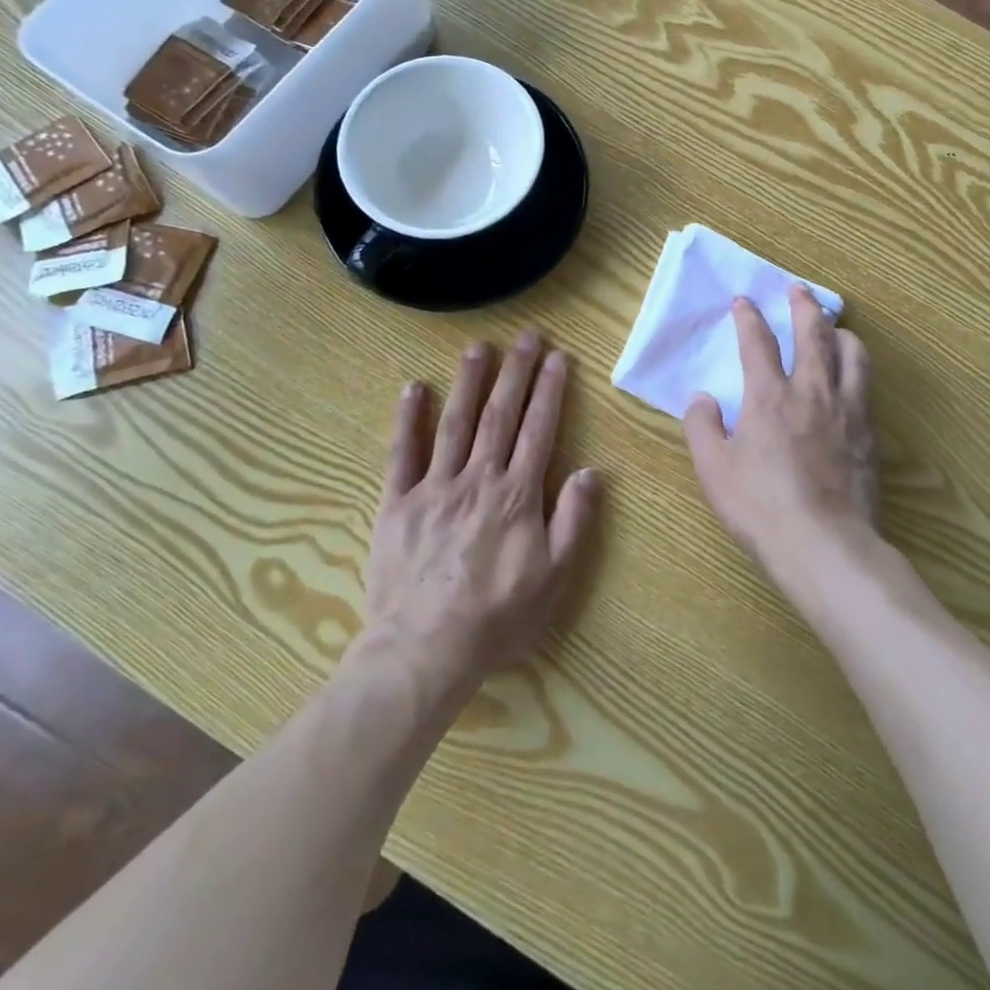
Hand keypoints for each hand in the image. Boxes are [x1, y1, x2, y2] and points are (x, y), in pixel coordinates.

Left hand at [364, 335, 598, 688]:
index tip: (558, 358)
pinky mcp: (397, 503)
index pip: (538, 430)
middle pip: (500, 415)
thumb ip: (573, 520)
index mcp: (516, 495)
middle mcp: (477, 479)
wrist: (424, 651)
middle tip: (527, 337)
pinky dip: (407, 419)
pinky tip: (412, 388)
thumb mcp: (554, 577)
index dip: (550, 390)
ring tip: (479, 347)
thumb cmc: (497, 618)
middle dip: (516, 372)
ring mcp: (434, 488)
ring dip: (468, 381)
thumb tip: (591, 471)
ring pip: (454, 423)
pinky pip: (401, 454)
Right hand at [683, 289, 879, 593]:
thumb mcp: (713, 468)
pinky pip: (867, 386)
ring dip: (841, 333)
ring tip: (835, 327)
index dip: (749, 317)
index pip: (757, 342)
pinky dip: (858, 368)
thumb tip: (702, 397)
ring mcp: (846, 410)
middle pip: (813, 334)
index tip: (744, 301)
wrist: (823, 543)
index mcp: (768, 396)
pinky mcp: (869, 433)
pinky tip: (854, 376)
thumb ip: (701, 426)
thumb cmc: (760, 505)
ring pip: (851, 354)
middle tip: (799, 290)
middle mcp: (811, 391)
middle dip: (804, 307)